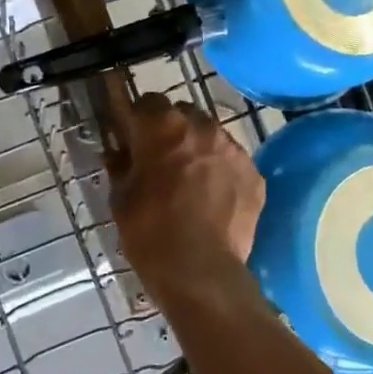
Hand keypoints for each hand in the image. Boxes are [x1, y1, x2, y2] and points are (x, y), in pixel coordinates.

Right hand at [109, 95, 264, 304]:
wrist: (200, 271)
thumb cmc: (149, 233)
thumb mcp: (120, 198)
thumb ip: (120, 165)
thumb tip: (118, 151)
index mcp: (161, 127)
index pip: (146, 102)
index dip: (136, 119)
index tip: (131, 137)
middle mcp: (202, 127)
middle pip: (182, 113)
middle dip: (170, 129)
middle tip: (159, 159)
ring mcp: (233, 149)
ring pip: (211, 134)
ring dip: (197, 147)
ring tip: (189, 179)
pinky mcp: (254, 174)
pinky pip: (232, 161)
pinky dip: (220, 171)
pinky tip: (212, 197)